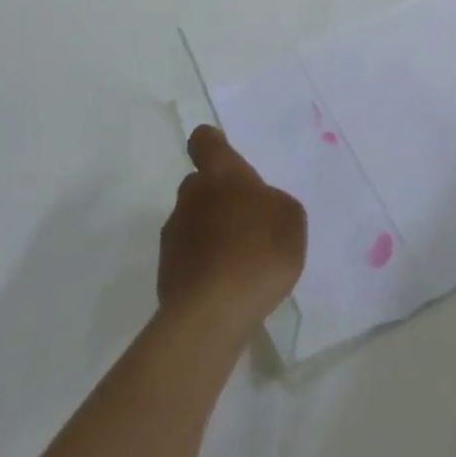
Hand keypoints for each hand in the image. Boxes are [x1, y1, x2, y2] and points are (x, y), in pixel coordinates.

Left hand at [159, 127, 306, 330]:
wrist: (212, 315)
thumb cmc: (258, 252)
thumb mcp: (290, 218)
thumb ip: (273, 203)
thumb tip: (258, 208)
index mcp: (221, 174)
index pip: (205, 142)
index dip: (212, 143)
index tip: (222, 152)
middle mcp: (191, 197)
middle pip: (199, 184)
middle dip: (218, 196)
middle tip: (245, 219)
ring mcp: (173, 236)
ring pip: (192, 222)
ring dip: (210, 232)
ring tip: (239, 260)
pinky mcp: (166, 274)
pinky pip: (189, 257)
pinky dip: (204, 264)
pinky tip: (227, 286)